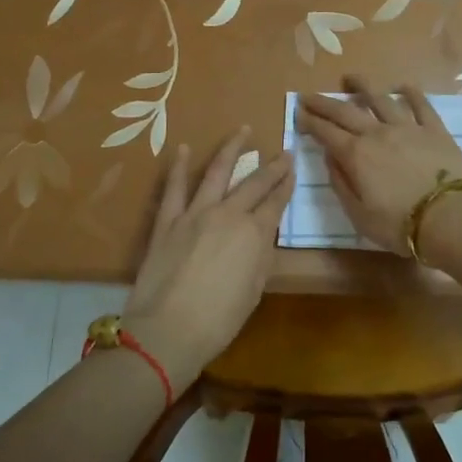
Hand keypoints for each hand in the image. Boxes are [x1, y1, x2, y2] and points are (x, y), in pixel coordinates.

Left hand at [122, 129, 294, 393]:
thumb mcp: (254, 290)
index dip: (286, 184)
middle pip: (254, 183)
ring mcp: (195, 213)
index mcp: (255, 234)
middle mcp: (228, 214)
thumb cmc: (219, 320)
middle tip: (283, 151)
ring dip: (231, 148)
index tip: (293, 169)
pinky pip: (174, 188)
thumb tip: (262, 236)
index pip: (276, 202)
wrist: (168, 331)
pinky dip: (179, 167)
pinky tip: (183, 149)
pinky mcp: (167, 221)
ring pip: (217, 171)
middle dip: (272, 166)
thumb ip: (261, 257)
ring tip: (243, 130)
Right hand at [294, 76, 461, 256]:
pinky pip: (421, 105)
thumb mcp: (358, 215)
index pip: (326, 133)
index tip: (298, 113)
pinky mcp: (434, 130)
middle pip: (345, 111)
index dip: (310, 122)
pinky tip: (403, 86)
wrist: (450, 218)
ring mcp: (408, 128)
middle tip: (308, 95)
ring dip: (362, 87)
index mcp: (356, 155)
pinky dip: (410, 93)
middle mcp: (377, 134)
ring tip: (350, 78)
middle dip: (324, 102)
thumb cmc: (399, 225)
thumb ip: (341, 183)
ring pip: (380, 100)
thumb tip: (330, 157)